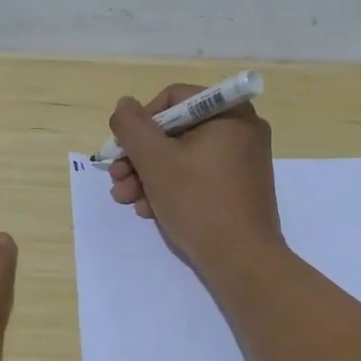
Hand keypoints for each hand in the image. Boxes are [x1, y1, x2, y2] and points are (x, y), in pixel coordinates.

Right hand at [106, 83, 283, 276]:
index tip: (122, 150)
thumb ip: (132, 126)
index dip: (140, 123)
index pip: (173, 99)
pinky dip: (172, 189)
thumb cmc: (199, 202)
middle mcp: (241, 130)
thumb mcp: (155, 160)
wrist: (242, 261)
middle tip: (118, 180)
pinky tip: (151, 211)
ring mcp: (242, 161)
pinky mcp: (239, 188)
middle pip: (176, 131)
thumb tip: (124, 106)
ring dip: (149, 176)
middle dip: (140, 157)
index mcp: (229, 113)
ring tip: (127, 201)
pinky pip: (198, 177)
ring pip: (183, 157)